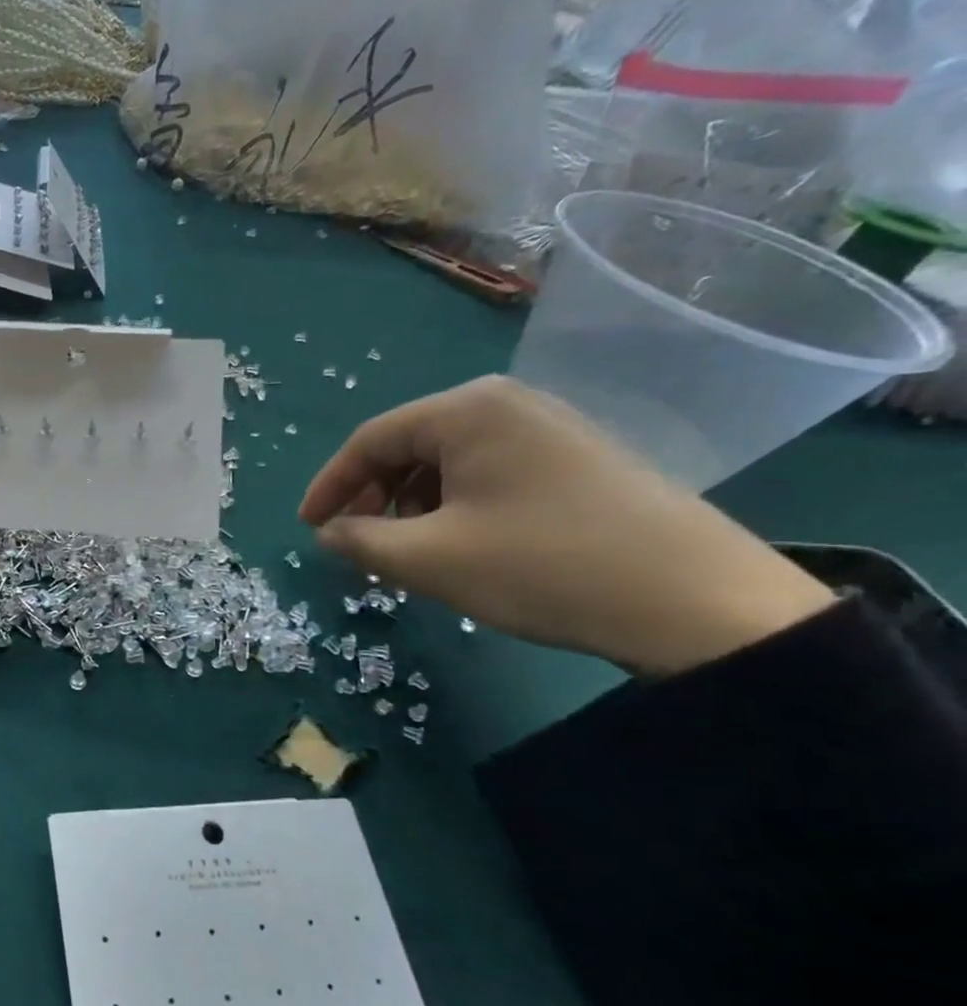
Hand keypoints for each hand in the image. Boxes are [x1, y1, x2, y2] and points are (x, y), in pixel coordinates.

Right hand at [298, 377, 835, 675]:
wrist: (696, 601)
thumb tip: (328, 533)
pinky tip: (460, 545)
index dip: (329, 486)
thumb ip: (360, 541)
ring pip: (449, 462)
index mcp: (467, 410)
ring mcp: (549, 428)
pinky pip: (489, 474)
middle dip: (373, 496)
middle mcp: (507, 403)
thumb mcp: (429, 559)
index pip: (370, 440)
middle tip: (359, 543)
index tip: (308, 528)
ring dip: (412, 505)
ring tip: (407, 552)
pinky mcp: (577, 459)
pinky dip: (455, 506)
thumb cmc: (541, 566)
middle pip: (410, 445)